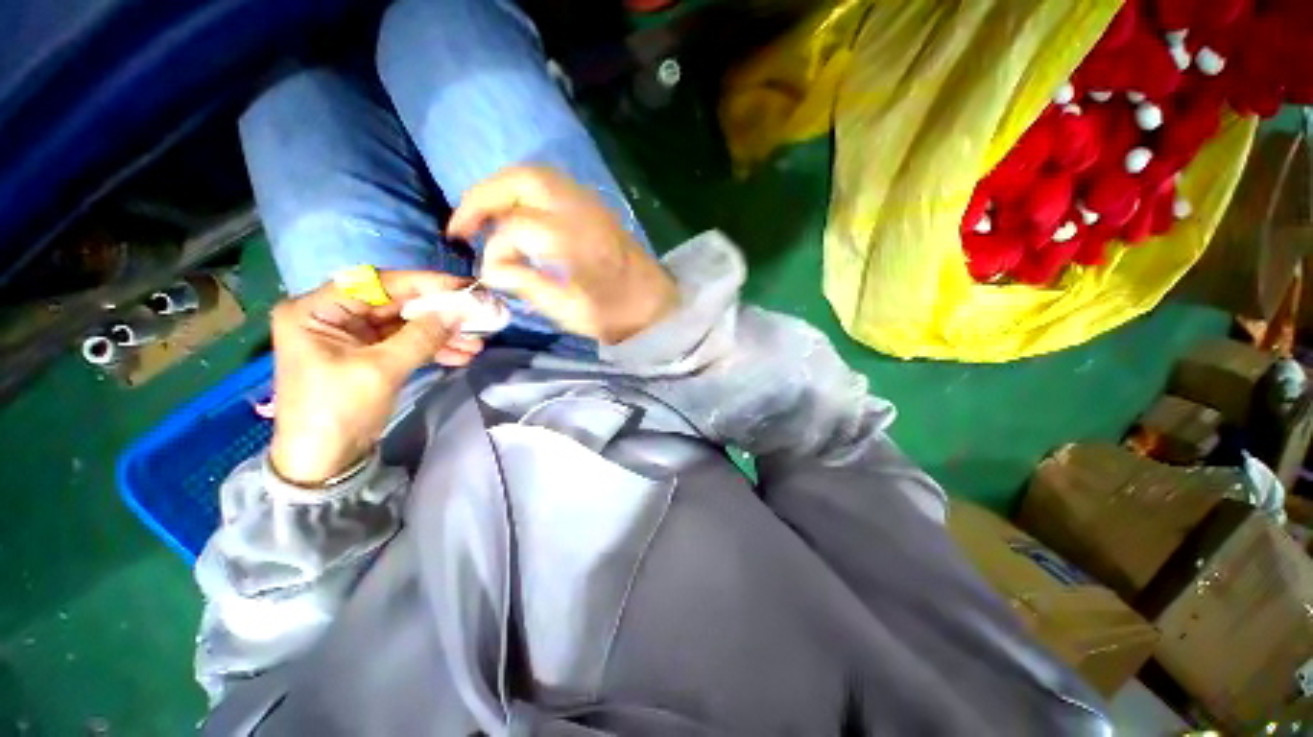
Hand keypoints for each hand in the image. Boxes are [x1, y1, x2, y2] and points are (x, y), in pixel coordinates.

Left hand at [267, 272, 483, 485]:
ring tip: (476, 342)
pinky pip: (407, 343)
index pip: (374, 283)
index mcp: (316, 311)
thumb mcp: (381, 370)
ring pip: (406, 325)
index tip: (461, 287)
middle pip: (395, 304)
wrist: (325, 461)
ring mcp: (353, 337)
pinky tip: (463, 354)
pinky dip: (434, 349)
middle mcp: (333, 316)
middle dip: (438, 313)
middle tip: (476, 314)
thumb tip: (457, 311)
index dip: (421, 283)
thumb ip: (421, 336)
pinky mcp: (369, 356)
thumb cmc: (338, 411)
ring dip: (442, 333)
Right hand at [448, 166, 677, 343]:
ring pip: (536, 175)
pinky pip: (552, 185)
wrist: (656, 305)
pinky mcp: (596, 207)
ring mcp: (591, 204)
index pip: (516, 228)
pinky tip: (516, 214)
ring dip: (502, 189)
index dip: (494, 249)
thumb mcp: (571, 311)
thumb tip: (490, 269)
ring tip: (483, 217)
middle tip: (461, 225)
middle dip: (483, 196)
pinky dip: (524, 191)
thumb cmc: (617, 314)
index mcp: (576, 241)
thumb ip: (528, 285)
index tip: (489, 272)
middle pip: (522, 180)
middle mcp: (581, 211)